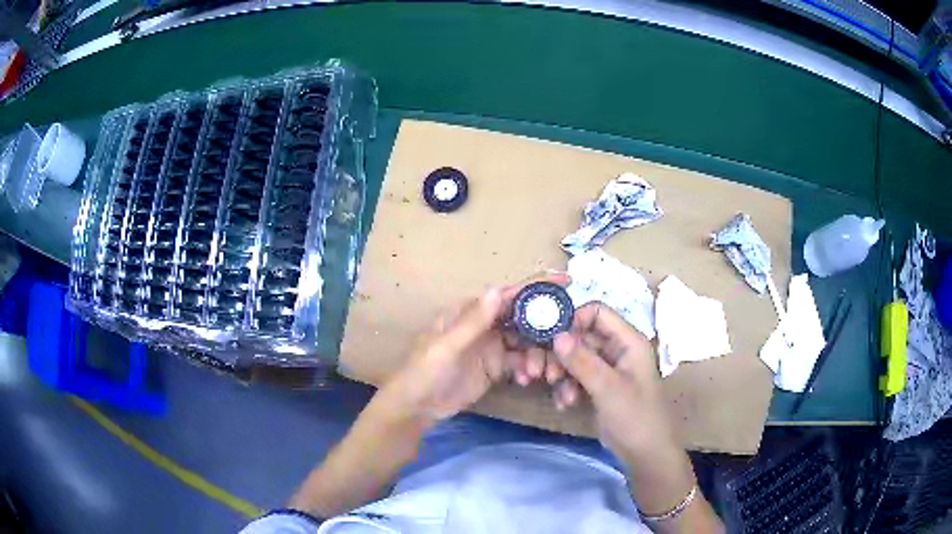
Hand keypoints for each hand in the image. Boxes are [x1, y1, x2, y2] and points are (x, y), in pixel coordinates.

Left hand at [380, 273, 569, 427]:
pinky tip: (526, 380)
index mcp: (472, 312)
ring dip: (538, 354)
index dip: (537, 287)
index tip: (568, 282)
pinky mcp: (496, 369)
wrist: (416, 407)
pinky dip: (528, 369)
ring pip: (526, 343)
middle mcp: (487, 326)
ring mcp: (493, 348)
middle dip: (545, 328)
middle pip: (524, 318)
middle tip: (565, 340)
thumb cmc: (424, 372)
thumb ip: (474, 321)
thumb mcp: (447, 347)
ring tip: (538, 373)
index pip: (509, 295)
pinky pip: (521, 364)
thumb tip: (499, 289)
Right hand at [552, 303, 697, 518]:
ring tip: (562, 396)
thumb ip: (582, 360)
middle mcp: (618, 350)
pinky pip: (578, 377)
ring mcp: (609, 369)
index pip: (597, 313)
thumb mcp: (607, 387)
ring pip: (577, 359)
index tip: (551, 339)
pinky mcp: (600, 387)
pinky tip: (565, 404)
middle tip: (543, 373)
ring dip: (564, 374)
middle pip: (582, 337)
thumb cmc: (635, 416)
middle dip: (562, 355)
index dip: (573, 320)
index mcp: (628, 341)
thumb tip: (556, 335)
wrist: (646, 454)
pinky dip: (568, 387)